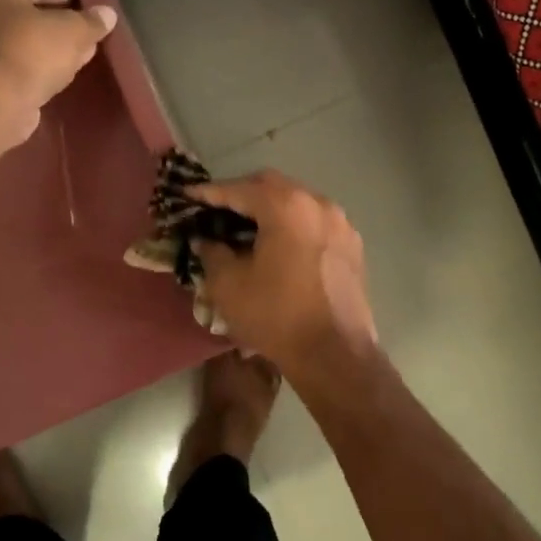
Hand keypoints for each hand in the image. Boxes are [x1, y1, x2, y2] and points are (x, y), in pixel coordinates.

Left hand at [0, 0, 117, 139]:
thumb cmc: (32, 51)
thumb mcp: (73, 32)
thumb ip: (92, 22)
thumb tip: (108, 14)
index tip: (94, 11)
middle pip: (30, 11)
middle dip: (60, 23)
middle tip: (89, 34)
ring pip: (24, 39)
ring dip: (50, 46)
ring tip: (81, 54)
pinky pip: (18, 61)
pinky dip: (38, 65)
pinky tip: (61, 73)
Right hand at [187, 170, 378, 374]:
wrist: (335, 354)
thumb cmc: (276, 316)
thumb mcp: (229, 286)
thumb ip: (212, 254)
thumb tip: (206, 241)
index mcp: (286, 207)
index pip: (239, 189)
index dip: (210, 192)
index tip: (188, 195)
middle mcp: (318, 204)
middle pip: (272, 186)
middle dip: (242, 193)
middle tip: (217, 208)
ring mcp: (340, 224)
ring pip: (297, 202)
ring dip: (270, 208)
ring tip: (247, 226)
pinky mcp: (352, 246)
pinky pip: (315, 222)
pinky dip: (293, 225)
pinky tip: (279, 245)